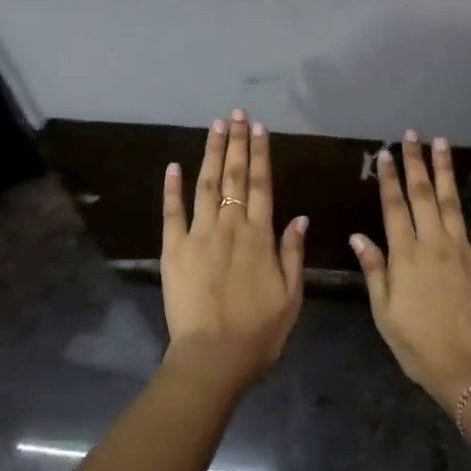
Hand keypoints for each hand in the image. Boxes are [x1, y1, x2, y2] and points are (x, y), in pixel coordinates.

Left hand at [161, 109, 307, 385]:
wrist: (213, 356)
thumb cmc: (258, 332)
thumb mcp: (291, 296)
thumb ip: (293, 253)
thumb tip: (299, 216)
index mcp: (260, 236)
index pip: (262, 185)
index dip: (261, 154)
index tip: (259, 129)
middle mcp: (230, 226)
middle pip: (234, 176)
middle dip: (236, 142)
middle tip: (237, 114)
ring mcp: (199, 235)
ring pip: (205, 184)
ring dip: (210, 153)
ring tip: (215, 126)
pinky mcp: (173, 249)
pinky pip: (172, 212)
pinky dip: (172, 188)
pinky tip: (174, 165)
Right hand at [351, 132, 470, 408]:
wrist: (470, 369)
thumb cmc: (418, 345)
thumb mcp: (384, 312)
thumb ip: (374, 270)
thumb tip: (358, 236)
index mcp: (405, 255)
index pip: (394, 206)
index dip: (389, 178)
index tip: (386, 153)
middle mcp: (434, 244)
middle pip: (423, 195)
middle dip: (416, 163)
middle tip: (413, 135)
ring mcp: (464, 251)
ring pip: (453, 202)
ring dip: (447, 171)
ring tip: (442, 143)